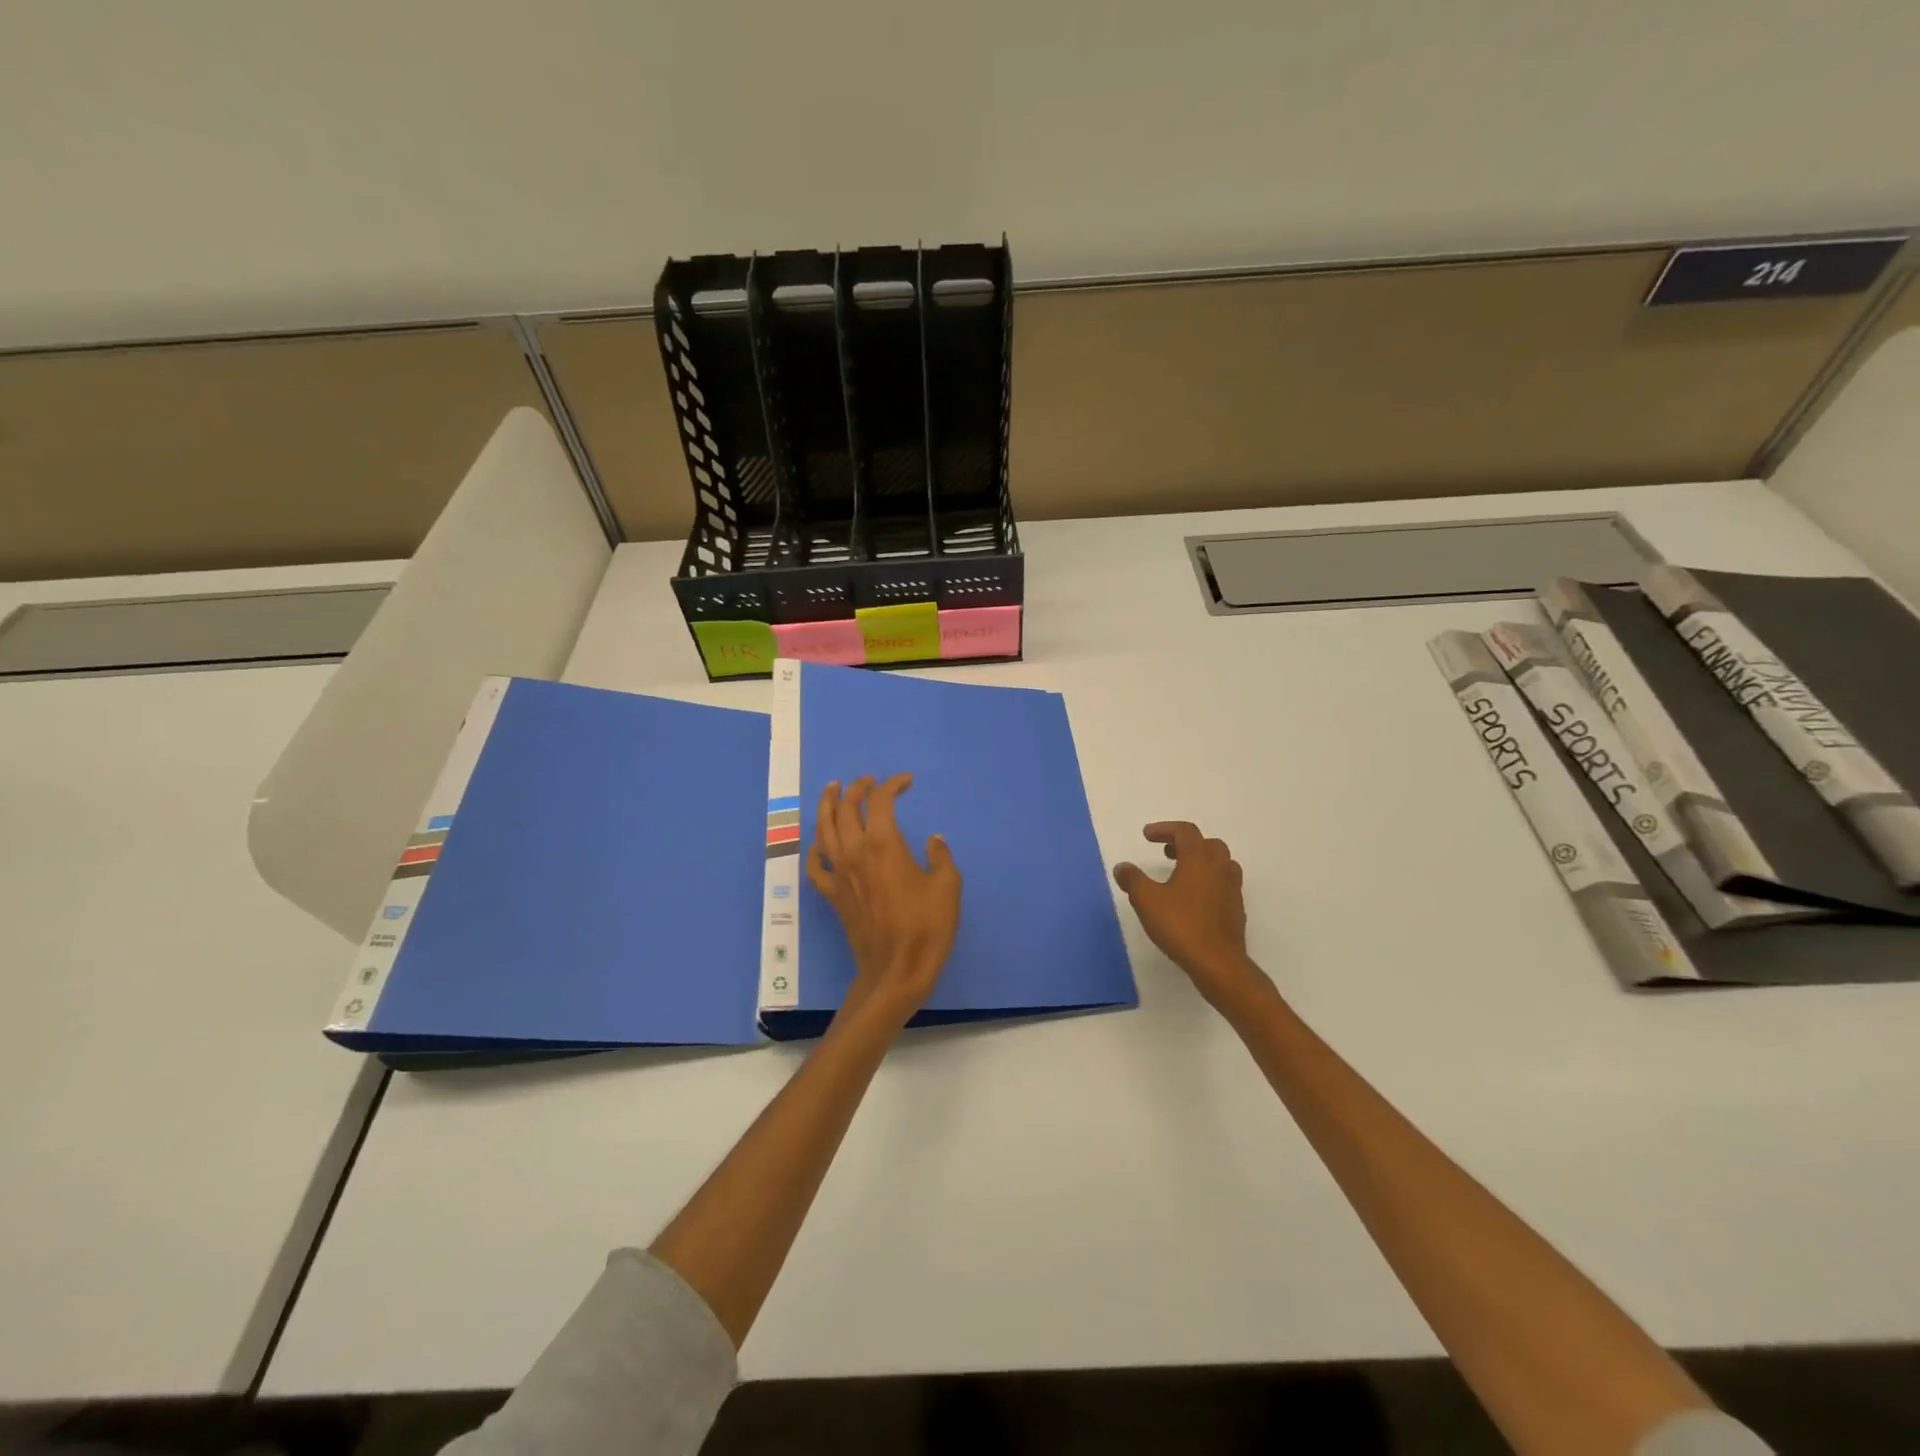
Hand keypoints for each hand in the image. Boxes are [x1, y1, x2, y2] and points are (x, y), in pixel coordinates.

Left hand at [807, 774, 961, 1027]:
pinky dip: (815, 849)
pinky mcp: (833, 896)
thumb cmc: (926, 927)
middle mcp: (855, 852)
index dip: (892, 785)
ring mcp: (839, 874)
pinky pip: (816, 866)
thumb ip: (940, 856)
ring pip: (824, 830)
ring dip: (827, 806)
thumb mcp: (947, 886)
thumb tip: (932, 841)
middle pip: (847, 809)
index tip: (906, 781)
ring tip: (832, 791)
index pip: (881, 801)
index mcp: (884, 844)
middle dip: (857, 788)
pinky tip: (820, 843)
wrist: (896, 971)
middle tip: (867, 781)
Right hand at [1113, 822, 1268, 1011]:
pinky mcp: (1236, 910)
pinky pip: (1224, 884)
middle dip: (1185, 843)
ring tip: (1181, 873)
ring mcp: (1232, 890)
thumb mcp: (1146, 900)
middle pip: (1207, 844)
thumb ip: (1132, 879)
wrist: (1218, 963)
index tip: (1146, 836)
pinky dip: (1209, 881)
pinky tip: (1194, 899)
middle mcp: (1219, 869)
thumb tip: (1122, 867)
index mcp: (1199, 860)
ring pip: (1221, 863)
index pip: (1185, 831)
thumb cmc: (1181, 926)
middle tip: (1166, 853)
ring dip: (1201, 861)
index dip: (1165, 829)